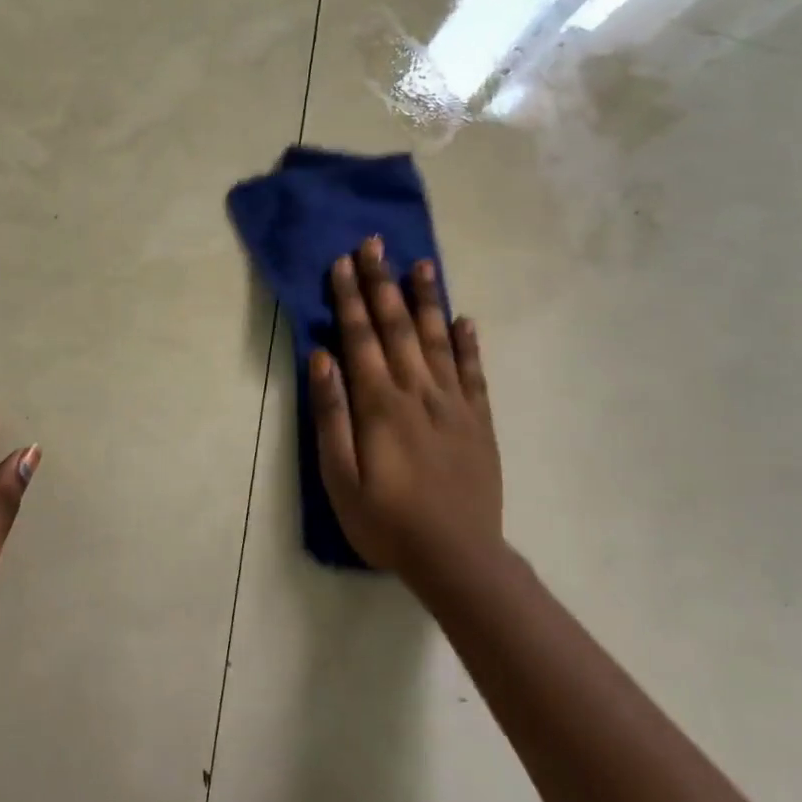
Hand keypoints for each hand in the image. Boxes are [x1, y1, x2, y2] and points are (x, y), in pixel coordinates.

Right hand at [310, 236, 502, 579]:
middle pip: (398, 327)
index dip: (350, 298)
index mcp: (380, 404)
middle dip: (382, 283)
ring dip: (427, 300)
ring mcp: (454, 404)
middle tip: (375, 244)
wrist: (457, 558)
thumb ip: (331, 415)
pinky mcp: (480, 421)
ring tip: (421, 264)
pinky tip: (466, 319)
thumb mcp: (339, 477)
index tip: (343, 262)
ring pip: (438, 339)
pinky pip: (474, 372)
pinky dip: (469, 343)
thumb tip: (321, 359)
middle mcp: (418, 392)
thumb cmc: (386, 521)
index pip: (361, 338)